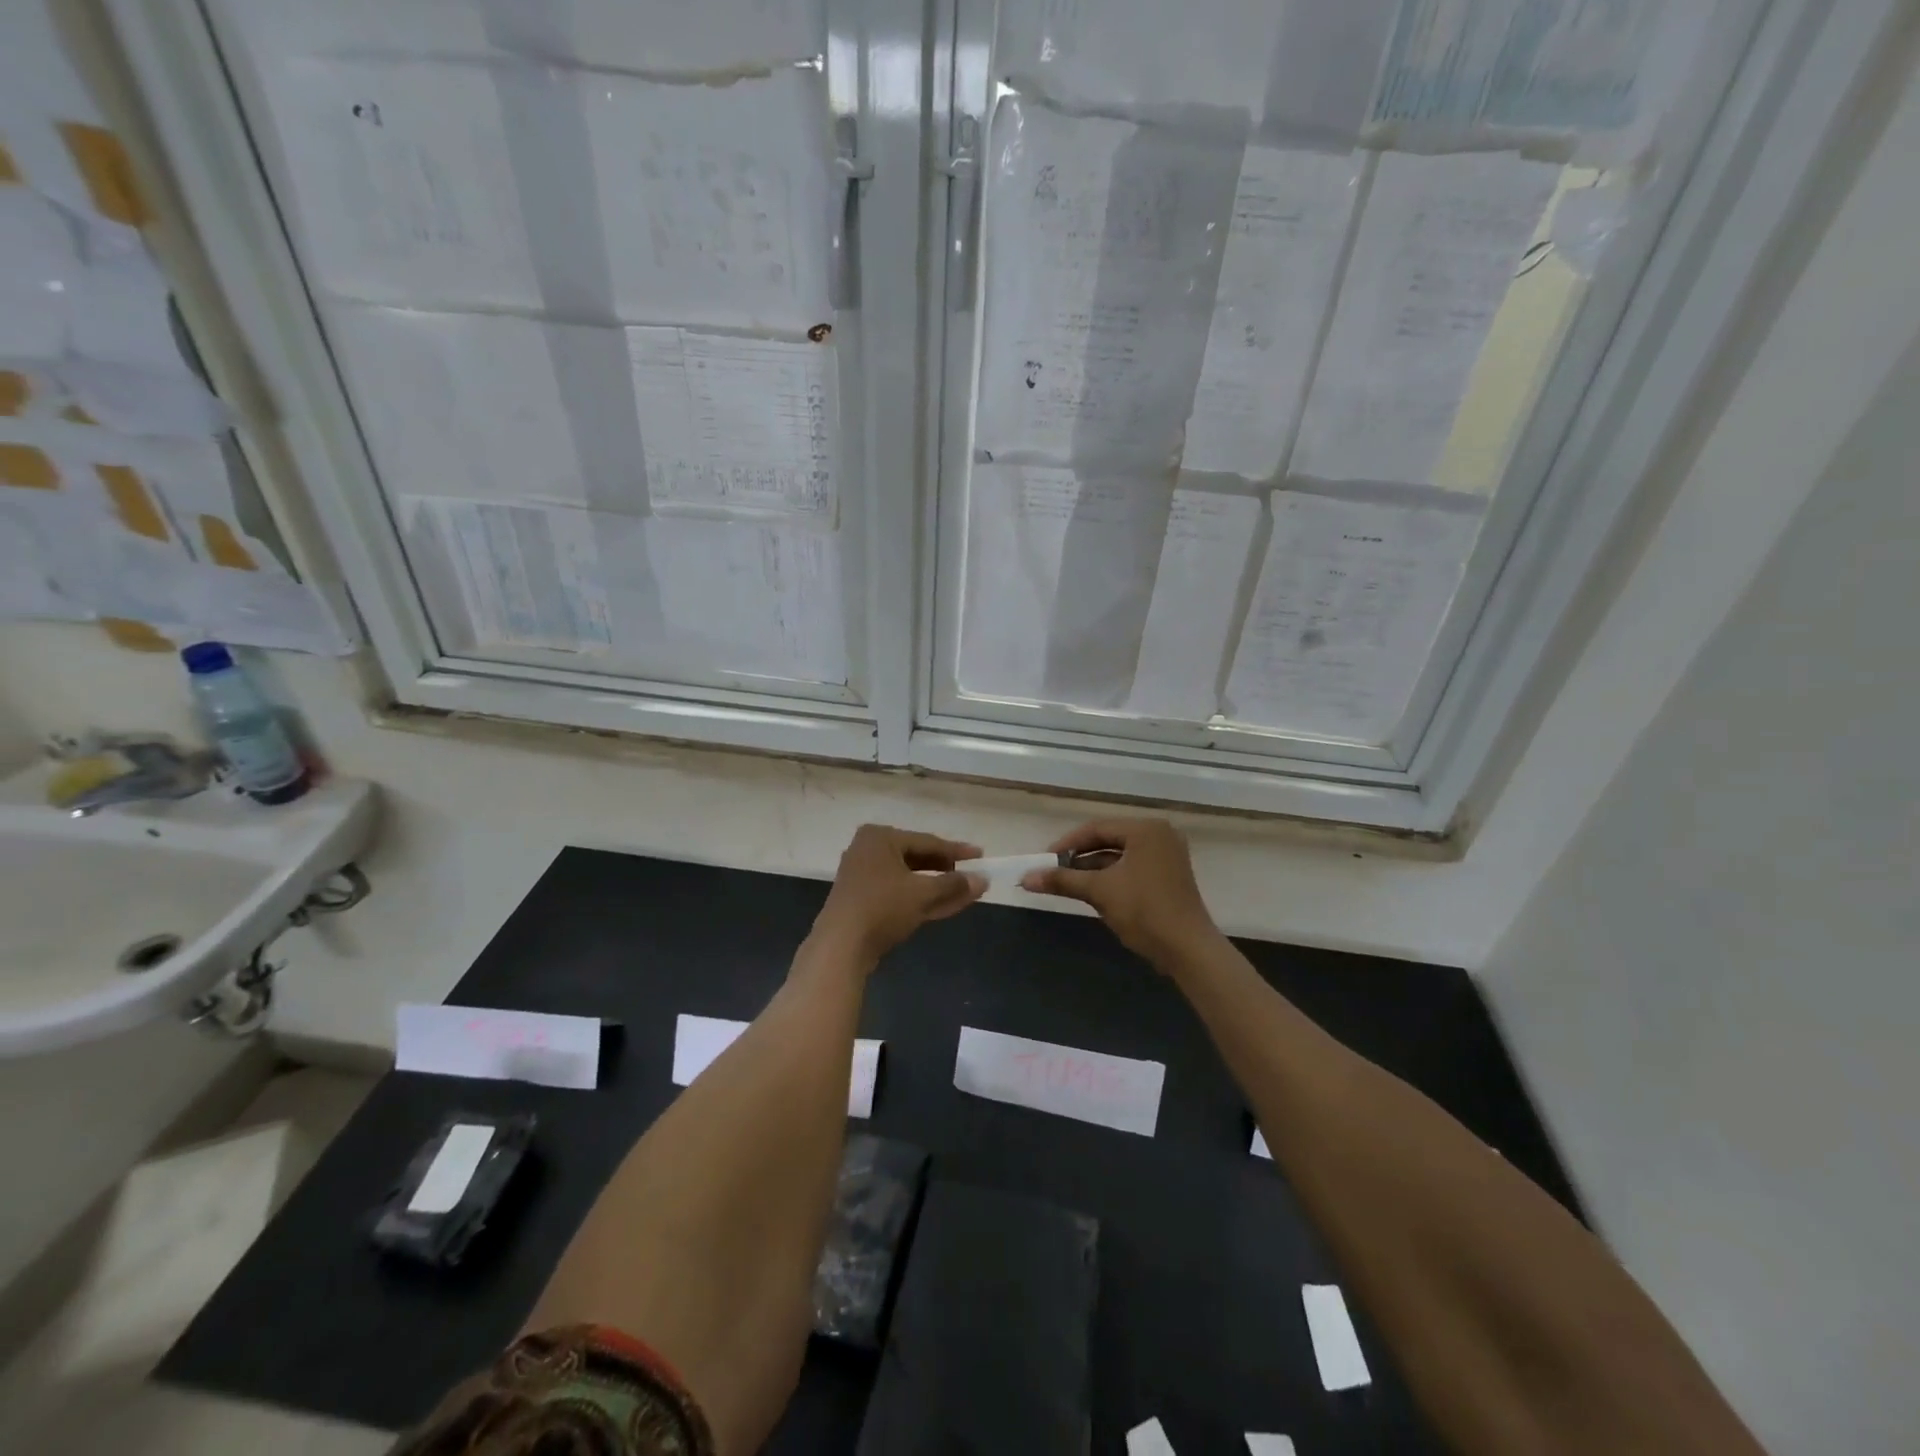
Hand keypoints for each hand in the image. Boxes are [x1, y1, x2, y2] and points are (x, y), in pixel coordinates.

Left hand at [809, 824, 986, 967]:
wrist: (840, 947)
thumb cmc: (882, 907)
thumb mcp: (922, 893)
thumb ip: (954, 884)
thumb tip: (983, 879)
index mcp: (880, 837)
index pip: (927, 841)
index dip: (957, 850)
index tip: (981, 855)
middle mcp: (869, 850)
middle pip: (917, 859)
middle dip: (947, 871)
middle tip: (973, 875)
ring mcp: (864, 877)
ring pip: (909, 880)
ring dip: (938, 888)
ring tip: (968, 893)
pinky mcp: (863, 901)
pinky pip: (899, 894)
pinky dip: (921, 899)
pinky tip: (948, 906)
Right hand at [1021, 818, 1221, 968]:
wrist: (1188, 950)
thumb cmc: (1144, 911)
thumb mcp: (1100, 891)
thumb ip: (1062, 880)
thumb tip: (1026, 877)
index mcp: (1146, 829)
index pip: (1096, 828)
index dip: (1067, 844)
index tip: (1044, 860)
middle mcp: (1159, 835)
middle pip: (1108, 839)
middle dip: (1079, 857)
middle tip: (1053, 870)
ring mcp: (1167, 855)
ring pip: (1119, 855)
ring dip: (1093, 868)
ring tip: (1067, 883)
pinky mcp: (1169, 876)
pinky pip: (1132, 867)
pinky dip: (1111, 877)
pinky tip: (1092, 890)